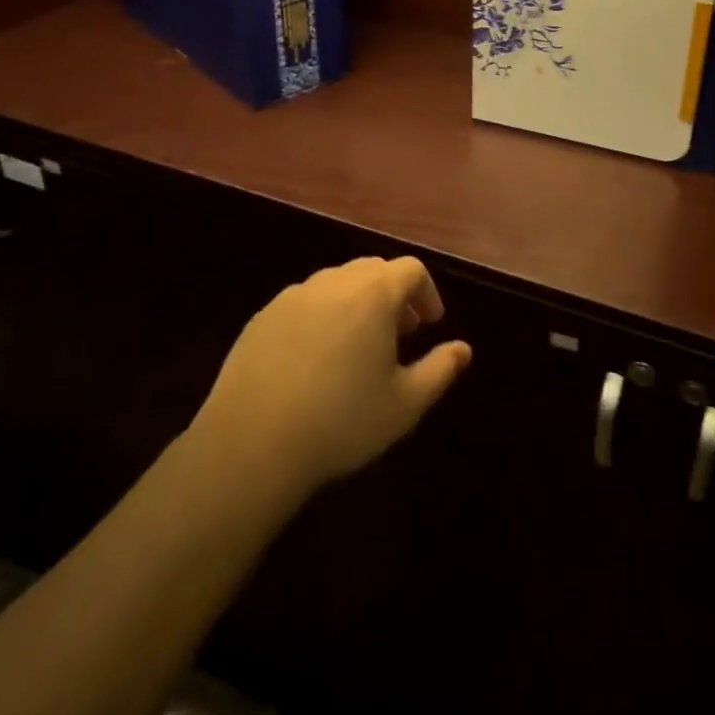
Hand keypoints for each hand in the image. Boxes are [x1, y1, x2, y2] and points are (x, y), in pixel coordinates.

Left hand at [187, 256, 470, 507]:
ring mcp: (293, 296)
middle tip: (399, 335)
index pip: (411, 270)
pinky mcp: (262, 316)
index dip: (427, 293)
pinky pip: (304, 303)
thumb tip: (463, 349)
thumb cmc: (341, 421)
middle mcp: (334, 282)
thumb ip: (441, 369)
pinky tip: (315, 360)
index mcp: (373, 294)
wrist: (250, 445)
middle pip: (373, 270)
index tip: (431, 324)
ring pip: (337, 283)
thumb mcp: (405, 404)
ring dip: (357, 303)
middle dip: (394, 295)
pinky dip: (322, 316)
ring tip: (358, 347)